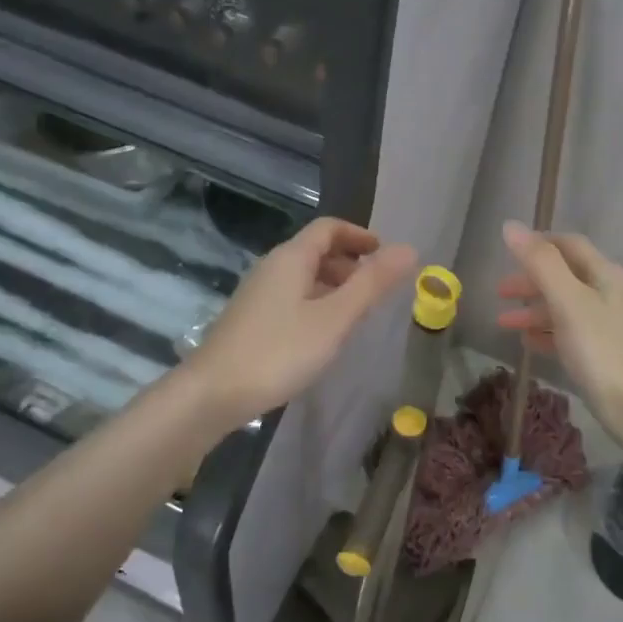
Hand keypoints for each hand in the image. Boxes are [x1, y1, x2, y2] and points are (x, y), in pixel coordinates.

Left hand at [188, 217, 416, 426]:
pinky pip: (292, 297)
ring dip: (334, 285)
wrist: (212, 394)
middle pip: (315, 250)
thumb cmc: (279, 351)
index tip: (385, 255)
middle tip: (376, 288)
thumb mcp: (334, 318)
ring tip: (357, 313)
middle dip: (349, 262)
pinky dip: (316, 303)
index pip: (328, 228)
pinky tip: (325, 334)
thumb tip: (409, 249)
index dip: (359, 235)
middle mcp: (272, 268)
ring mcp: (258, 294)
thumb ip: (372, 284)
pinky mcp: (251, 320)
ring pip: (303, 276)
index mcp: (291, 258)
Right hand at [497, 221, 622, 427]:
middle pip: (564, 276)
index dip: (539, 243)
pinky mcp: (601, 354)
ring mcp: (606, 325)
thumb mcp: (567, 301)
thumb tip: (511, 226)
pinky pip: (567, 333)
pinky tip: (528, 344)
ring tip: (504, 324)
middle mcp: (608, 294)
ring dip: (534, 310)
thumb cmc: (601, 349)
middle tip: (499, 292)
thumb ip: (540, 263)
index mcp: (605, 275)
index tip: (507, 251)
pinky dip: (546, 332)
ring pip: (563, 307)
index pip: (569, 245)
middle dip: (530, 281)